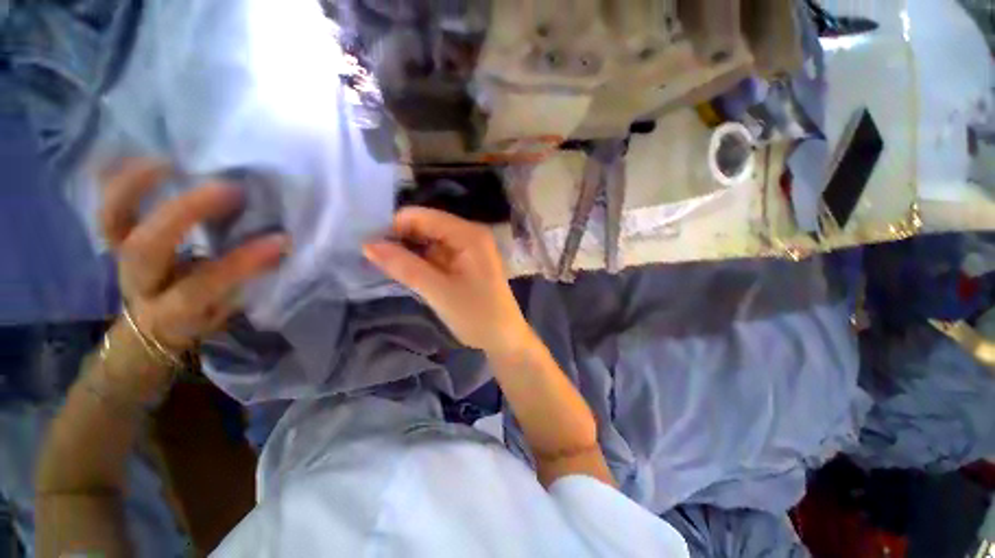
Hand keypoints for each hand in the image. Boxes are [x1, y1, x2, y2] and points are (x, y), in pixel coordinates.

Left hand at [100, 159, 288, 355]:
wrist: (153, 328)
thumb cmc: (199, 319)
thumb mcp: (226, 312)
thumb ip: (247, 282)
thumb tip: (280, 246)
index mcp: (171, 312)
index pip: (201, 286)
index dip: (239, 263)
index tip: (280, 241)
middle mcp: (138, 283)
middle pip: (145, 247)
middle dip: (185, 212)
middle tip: (230, 189)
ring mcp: (119, 257)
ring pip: (111, 219)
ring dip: (137, 185)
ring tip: (176, 162)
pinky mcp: (115, 239)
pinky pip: (108, 202)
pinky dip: (120, 177)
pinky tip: (150, 157)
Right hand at [363, 207, 531, 354]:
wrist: (504, 339)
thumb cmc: (476, 315)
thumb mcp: (438, 291)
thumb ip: (404, 266)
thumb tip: (367, 245)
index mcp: (468, 234)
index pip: (423, 216)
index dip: (395, 227)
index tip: (371, 248)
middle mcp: (469, 234)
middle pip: (426, 226)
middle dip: (401, 240)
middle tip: (375, 260)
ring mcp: (468, 249)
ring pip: (429, 241)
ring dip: (409, 253)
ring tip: (387, 268)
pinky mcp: (465, 263)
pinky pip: (437, 255)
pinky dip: (421, 262)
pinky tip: (407, 274)